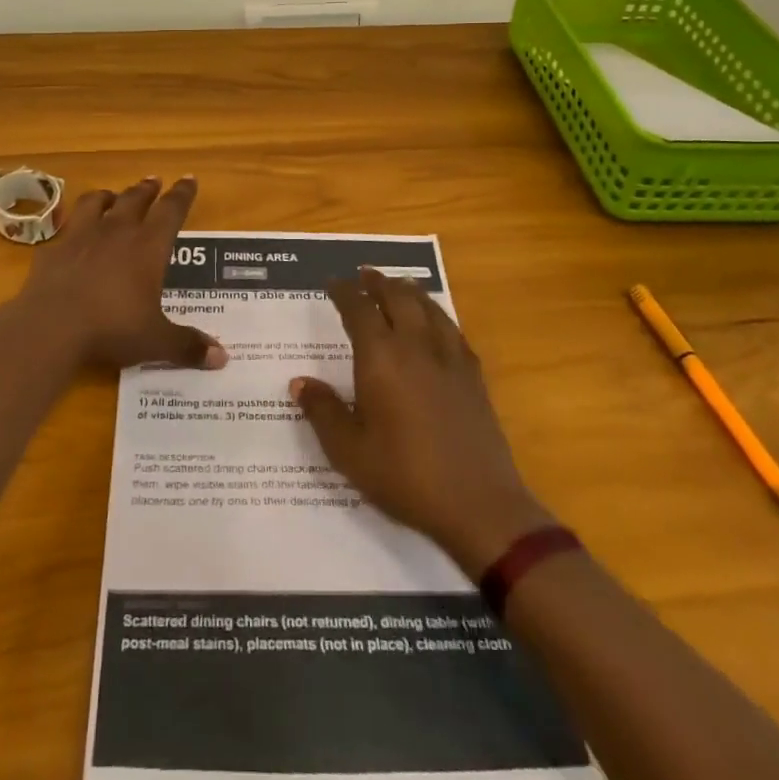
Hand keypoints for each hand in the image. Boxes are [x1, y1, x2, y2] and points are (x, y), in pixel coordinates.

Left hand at [6, 177, 227, 373]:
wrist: (51, 326)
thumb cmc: (112, 328)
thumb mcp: (155, 341)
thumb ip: (187, 345)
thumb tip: (222, 358)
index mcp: (148, 247)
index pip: (171, 211)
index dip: (182, 195)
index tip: (188, 179)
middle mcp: (117, 232)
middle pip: (135, 200)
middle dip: (147, 189)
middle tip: (154, 180)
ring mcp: (81, 237)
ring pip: (97, 203)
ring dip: (108, 196)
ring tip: (113, 196)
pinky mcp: (53, 249)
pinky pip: (66, 227)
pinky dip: (74, 224)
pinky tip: (73, 232)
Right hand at [291, 269, 551, 576]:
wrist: (479, 505)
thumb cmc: (405, 477)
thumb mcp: (349, 452)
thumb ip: (323, 412)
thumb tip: (299, 383)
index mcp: (381, 359)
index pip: (359, 310)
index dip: (344, 292)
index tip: (333, 283)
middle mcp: (415, 347)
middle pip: (397, 297)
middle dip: (378, 282)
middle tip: (364, 274)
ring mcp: (449, 359)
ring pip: (428, 308)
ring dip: (409, 291)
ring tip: (398, 285)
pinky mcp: (473, 376)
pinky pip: (452, 330)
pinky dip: (437, 315)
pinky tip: (436, 323)